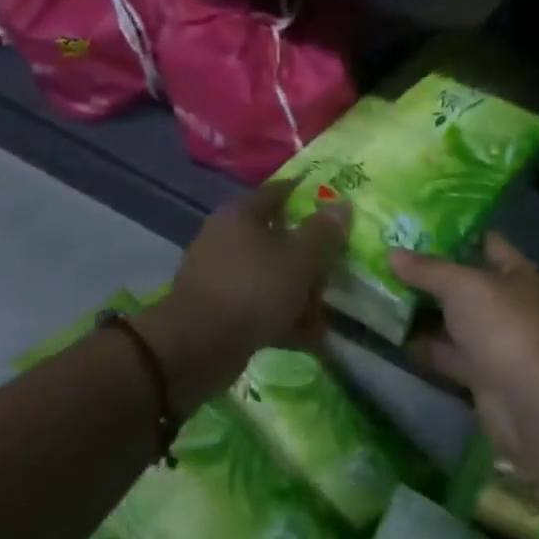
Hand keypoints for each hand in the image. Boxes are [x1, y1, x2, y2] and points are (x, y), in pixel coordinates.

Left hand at [144, 181, 349, 404]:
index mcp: (241, 214)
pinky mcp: (219, 308)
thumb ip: (323, 232)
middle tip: (334, 274)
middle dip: (310, 258)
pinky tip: (308, 336)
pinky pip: (259, 304)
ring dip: (299, 293)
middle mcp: (227, 238)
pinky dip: (282, 316)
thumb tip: (341, 205)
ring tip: (325, 314)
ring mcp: (220, 274)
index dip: (307, 196)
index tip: (336, 208)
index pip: (279, 192)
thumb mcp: (299, 259)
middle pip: (278, 238)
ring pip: (271, 274)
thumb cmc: (253, 290)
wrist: (197, 347)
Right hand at [389, 234, 538, 453]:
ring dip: (422, 312)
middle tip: (386, 261)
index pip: (486, 242)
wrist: (531, 403)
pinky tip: (391, 336)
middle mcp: (507, 304)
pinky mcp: (480, 374)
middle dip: (428, 275)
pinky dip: (423, 347)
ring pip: (452, 320)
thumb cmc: (503, 326)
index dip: (454, 233)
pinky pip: (446, 354)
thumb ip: (426, 269)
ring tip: (379, 294)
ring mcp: (494, 341)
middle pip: (464, 283)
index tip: (415, 226)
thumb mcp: (461, 285)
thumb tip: (391, 253)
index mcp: (515, 273)